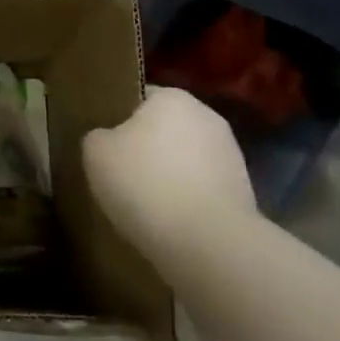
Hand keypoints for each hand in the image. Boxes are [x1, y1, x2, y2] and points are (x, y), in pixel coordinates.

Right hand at [83, 87, 254, 279]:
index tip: (106, 148)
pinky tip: (170, 223)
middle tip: (120, 177)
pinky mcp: (243, 191)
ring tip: (145, 206)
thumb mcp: (96, 153)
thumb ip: (98, 137)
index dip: (119, 121)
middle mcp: (207, 116)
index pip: (139, 98)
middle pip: (164, 129)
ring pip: (185, 160)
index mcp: (172, 97)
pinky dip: (187, 201)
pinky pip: (202, 189)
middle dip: (146, 149)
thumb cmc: (145, 184)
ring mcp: (230, 154)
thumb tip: (107, 140)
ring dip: (169, 176)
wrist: (209, 243)